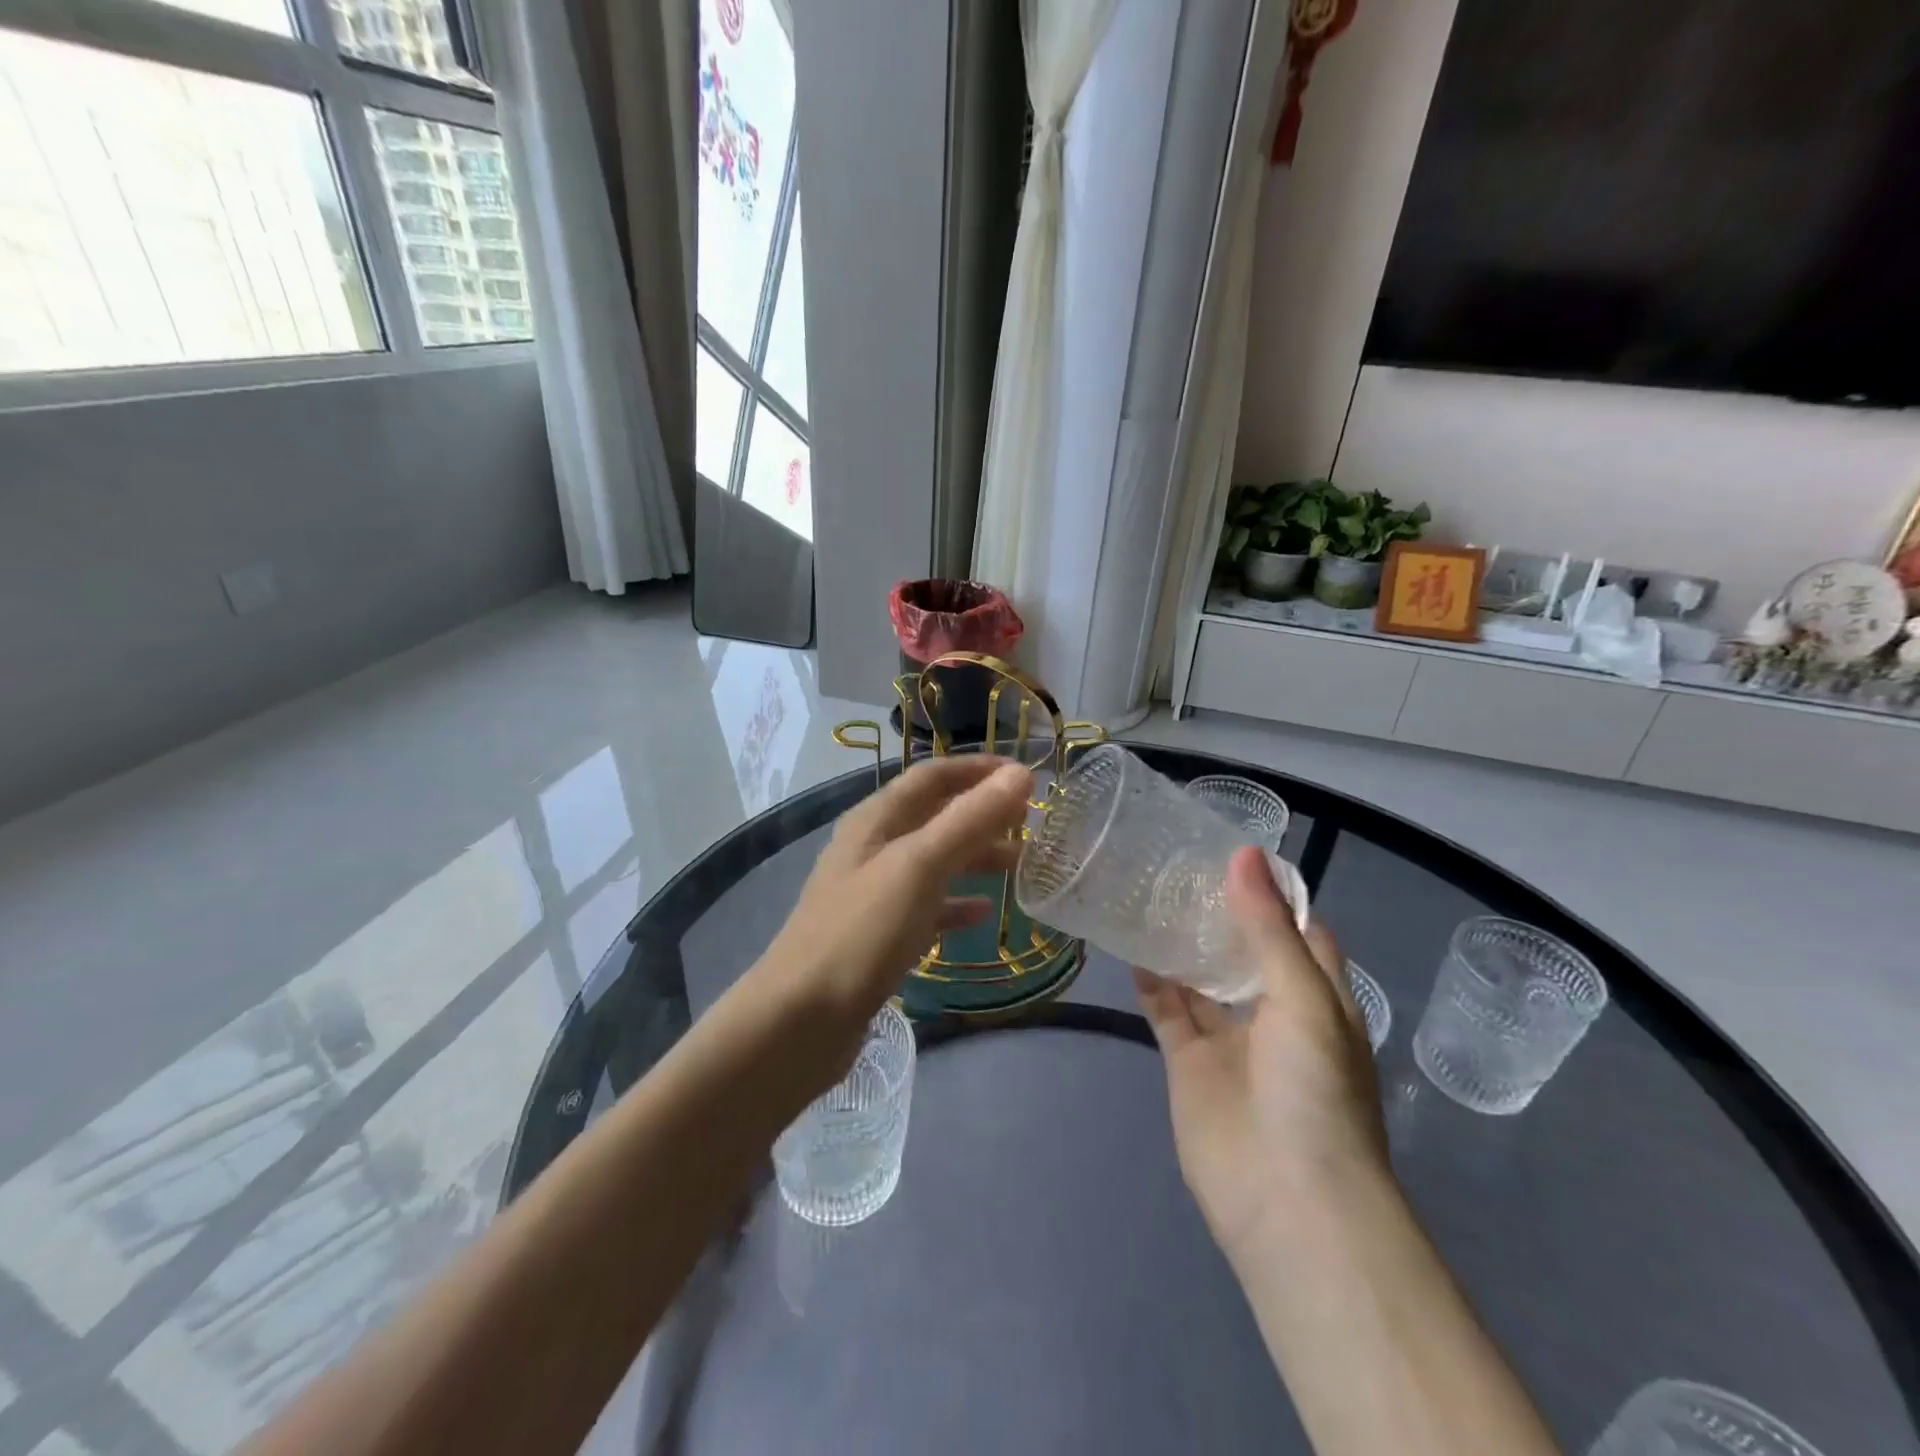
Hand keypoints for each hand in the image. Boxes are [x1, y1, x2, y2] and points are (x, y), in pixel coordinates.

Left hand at [748, 754, 1032, 1081]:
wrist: (801, 1019)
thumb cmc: (863, 932)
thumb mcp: (920, 866)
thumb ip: (970, 819)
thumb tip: (1020, 774)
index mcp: (875, 820)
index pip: (931, 776)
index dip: (977, 770)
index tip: (1024, 777)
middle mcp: (871, 847)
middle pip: (934, 816)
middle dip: (981, 815)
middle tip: (1030, 824)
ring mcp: (872, 893)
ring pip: (933, 861)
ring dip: (974, 857)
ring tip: (1019, 865)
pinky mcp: (877, 935)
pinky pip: (925, 907)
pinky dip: (955, 904)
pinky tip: (984, 913)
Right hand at [1135, 846, 1388, 1267]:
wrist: (1288, 1203)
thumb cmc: (1315, 1092)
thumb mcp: (1304, 999)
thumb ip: (1268, 928)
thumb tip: (1243, 854)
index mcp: (1317, 994)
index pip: (1297, 928)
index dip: (1269, 891)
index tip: (1230, 849)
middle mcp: (1274, 1011)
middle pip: (1242, 949)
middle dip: (1216, 912)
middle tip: (1174, 863)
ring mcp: (1229, 1038)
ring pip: (1201, 977)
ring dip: (1180, 943)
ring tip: (1146, 893)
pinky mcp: (1189, 1062)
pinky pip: (1166, 1009)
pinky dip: (1150, 980)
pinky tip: (1128, 945)